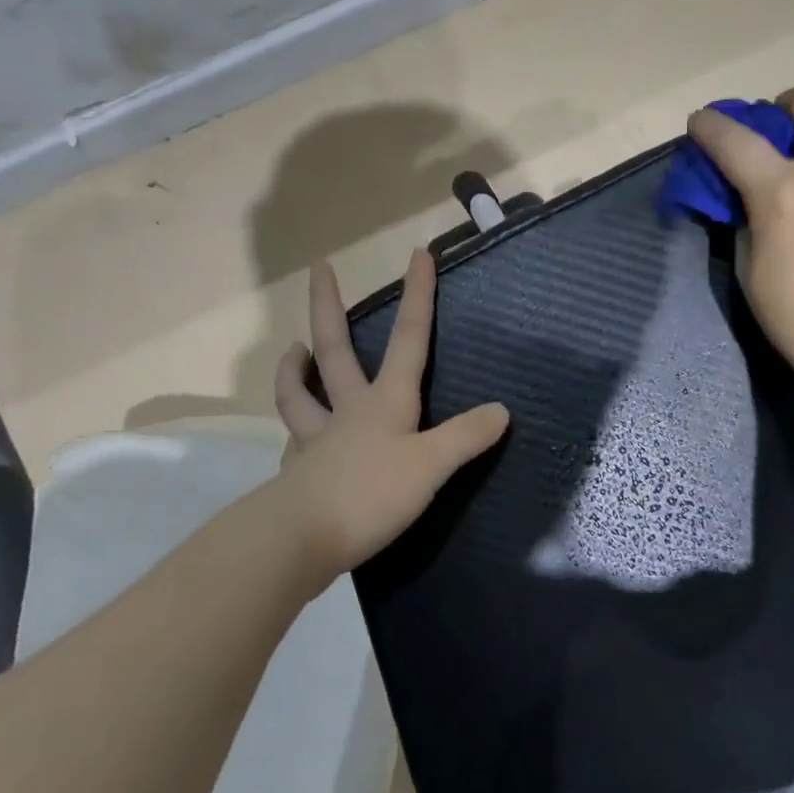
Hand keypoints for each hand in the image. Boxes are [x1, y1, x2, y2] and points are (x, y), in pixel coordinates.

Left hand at [271, 248, 509, 584]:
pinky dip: (295, 432)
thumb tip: (500, 410)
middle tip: (318, 266)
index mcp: (385, 401)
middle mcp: (347, 410)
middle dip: (328, 303)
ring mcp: (316, 438)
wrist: (301, 539)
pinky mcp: (300, 471)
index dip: (417, 296)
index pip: (409, 338)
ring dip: (293, 368)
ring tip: (293, 350)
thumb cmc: (371, 494)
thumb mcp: (431, 465)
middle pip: (335, 347)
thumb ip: (465, 436)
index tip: (418, 253)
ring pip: (298, 393)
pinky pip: (295, 442)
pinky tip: (296, 438)